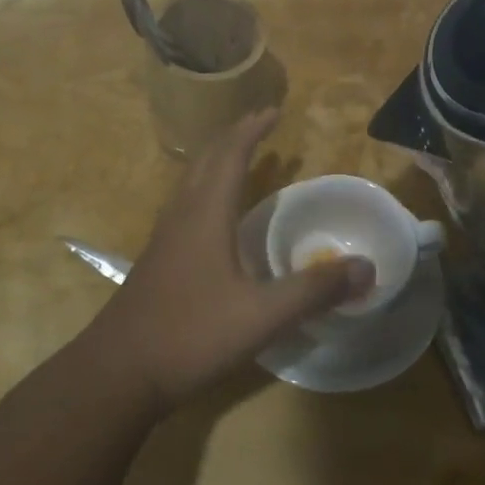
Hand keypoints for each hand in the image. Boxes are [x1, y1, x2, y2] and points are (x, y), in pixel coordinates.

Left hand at [81, 110, 373, 413]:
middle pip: (206, 160)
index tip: (274, 110)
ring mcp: (164, 238)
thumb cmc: (190, 335)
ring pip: (191, 181)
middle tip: (260, 123)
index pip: (230, 155)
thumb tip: (367, 268)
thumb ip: (314, 290)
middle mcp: (182, 215)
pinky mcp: (157, 260)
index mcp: (205, 214)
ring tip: (241, 158)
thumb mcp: (261, 316)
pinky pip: (185, 205)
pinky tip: (215, 216)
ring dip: (217, 161)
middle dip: (234, 136)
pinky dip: (206, 189)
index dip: (253, 130)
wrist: (116, 374)